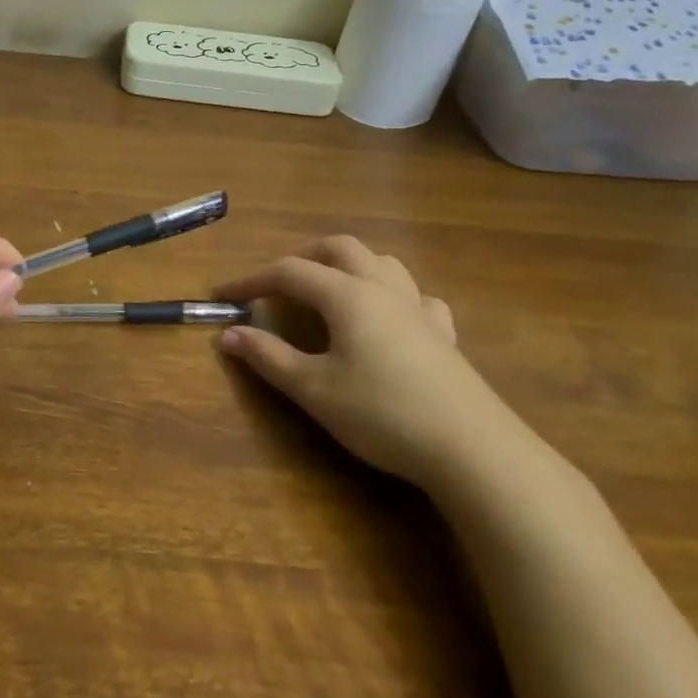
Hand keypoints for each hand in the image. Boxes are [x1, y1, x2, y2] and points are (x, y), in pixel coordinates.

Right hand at [216, 235, 528, 491]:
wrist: (473, 449)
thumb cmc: (382, 413)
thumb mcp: (313, 389)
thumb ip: (268, 357)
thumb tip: (229, 334)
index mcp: (347, 295)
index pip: (289, 272)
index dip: (252, 280)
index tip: (224, 293)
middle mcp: (383, 289)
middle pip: (340, 249)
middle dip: (302, 257)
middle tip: (277, 283)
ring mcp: (419, 309)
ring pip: (382, 263)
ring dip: (348, 266)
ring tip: (329, 291)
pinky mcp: (444, 335)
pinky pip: (416, 297)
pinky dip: (391, 296)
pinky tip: (389, 320)